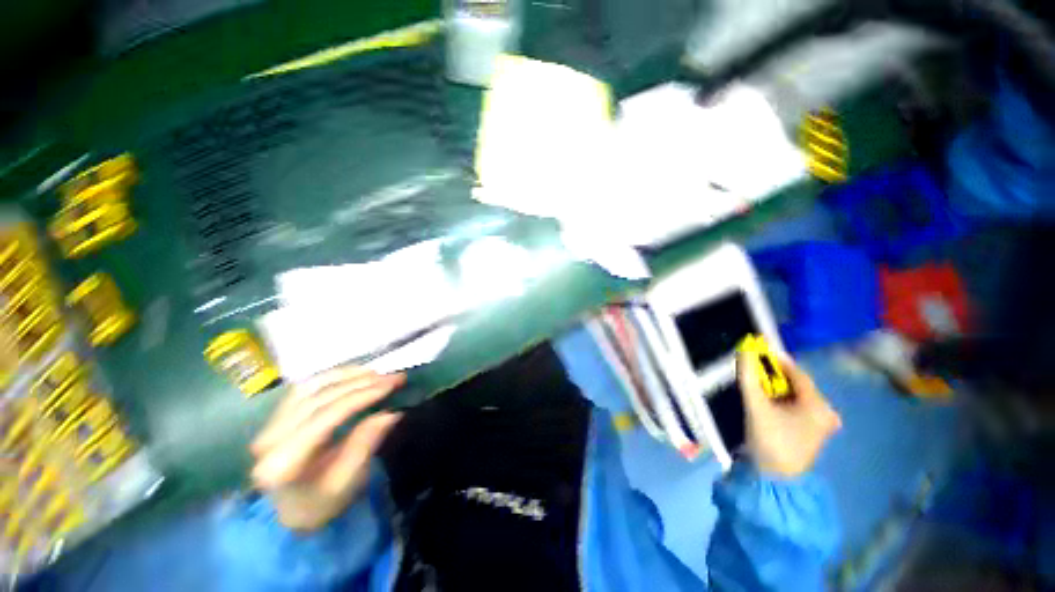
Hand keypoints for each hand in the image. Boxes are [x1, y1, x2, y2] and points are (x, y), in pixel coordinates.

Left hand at [250, 367, 403, 530]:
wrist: (292, 512)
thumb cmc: (323, 502)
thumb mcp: (348, 482)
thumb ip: (365, 445)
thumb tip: (391, 412)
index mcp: (284, 464)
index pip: (326, 417)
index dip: (361, 396)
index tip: (392, 384)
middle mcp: (270, 440)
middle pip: (319, 399)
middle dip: (361, 383)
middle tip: (393, 377)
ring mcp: (269, 426)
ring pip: (311, 388)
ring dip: (347, 376)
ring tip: (377, 373)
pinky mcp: (275, 418)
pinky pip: (304, 388)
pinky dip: (331, 376)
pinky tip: (353, 374)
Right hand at [737, 353, 840, 477]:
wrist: (776, 479)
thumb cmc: (769, 440)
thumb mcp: (756, 406)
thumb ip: (749, 377)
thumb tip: (744, 351)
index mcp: (818, 405)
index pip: (797, 373)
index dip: (777, 360)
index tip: (758, 351)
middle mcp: (826, 411)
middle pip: (798, 384)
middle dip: (775, 376)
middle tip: (754, 370)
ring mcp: (822, 423)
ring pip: (797, 396)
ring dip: (777, 388)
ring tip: (758, 385)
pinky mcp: (815, 431)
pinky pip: (799, 406)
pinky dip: (783, 400)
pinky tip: (769, 402)